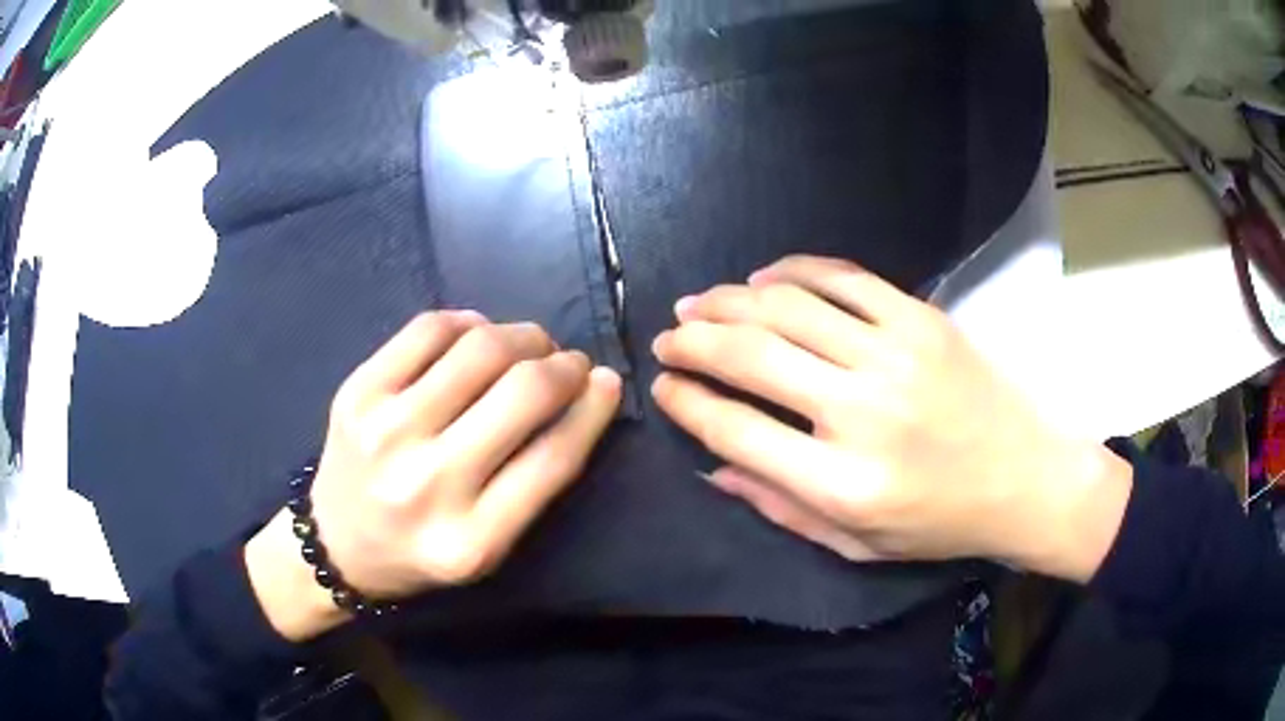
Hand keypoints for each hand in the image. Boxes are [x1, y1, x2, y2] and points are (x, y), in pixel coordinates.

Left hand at [247, 312, 621, 640]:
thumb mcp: (489, 546)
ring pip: (479, 348)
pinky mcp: (357, 392)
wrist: (335, 544)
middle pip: (522, 392)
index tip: (607, 381)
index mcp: (470, 541)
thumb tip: (586, 392)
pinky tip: (475, 335)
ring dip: (522, 336)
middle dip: (563, 365)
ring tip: (528, 345)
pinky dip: (467, 322)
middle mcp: (427, 483)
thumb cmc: (422, 551)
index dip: (593, 408)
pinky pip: (429, 328)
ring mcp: (385, 431)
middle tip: (567, 362)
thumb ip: (537, 481)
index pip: (554, 458)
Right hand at [651, 255, 1131, 581]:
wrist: (1025, 478)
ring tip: (699, 302)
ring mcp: (894, 355)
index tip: (663, 387)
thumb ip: (780, 508)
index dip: (686, 402)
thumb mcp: (856, 545)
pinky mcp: (921, 319)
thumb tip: (713, 467)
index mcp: (841, 484)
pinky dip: (794, 270)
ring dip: (730, 300)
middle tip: (668, 337)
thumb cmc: (940, 523)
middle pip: (752, 356)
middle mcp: (861, 413)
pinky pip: (843, 278)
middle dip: (693, 342)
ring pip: (788, 307)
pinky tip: (765, 277)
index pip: (735, 429)